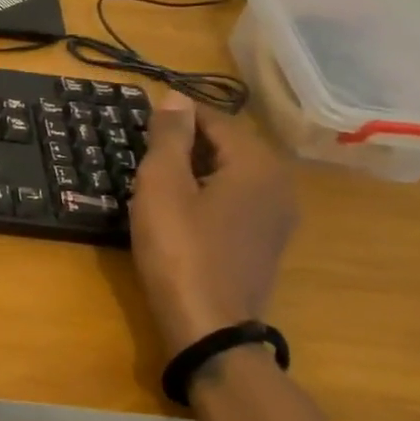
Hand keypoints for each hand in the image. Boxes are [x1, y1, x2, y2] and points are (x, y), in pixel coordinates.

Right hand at [130, 91, 298, 356]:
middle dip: (186, 143)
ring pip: (231, 174)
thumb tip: (175, 97)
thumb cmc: (179, 247)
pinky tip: (178, 209)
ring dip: (194, 169)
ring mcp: (277, 217)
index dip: (176, 117)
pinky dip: (207, 194)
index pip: (215, 120)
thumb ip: (169, 137)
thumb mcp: (162, 185)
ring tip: (154, 178)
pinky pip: (235, 200)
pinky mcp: (265, 242)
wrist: (207, 323)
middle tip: (142, 151)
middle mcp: (279, 185)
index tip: (140, 122)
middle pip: (227, 146)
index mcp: (257, 164)